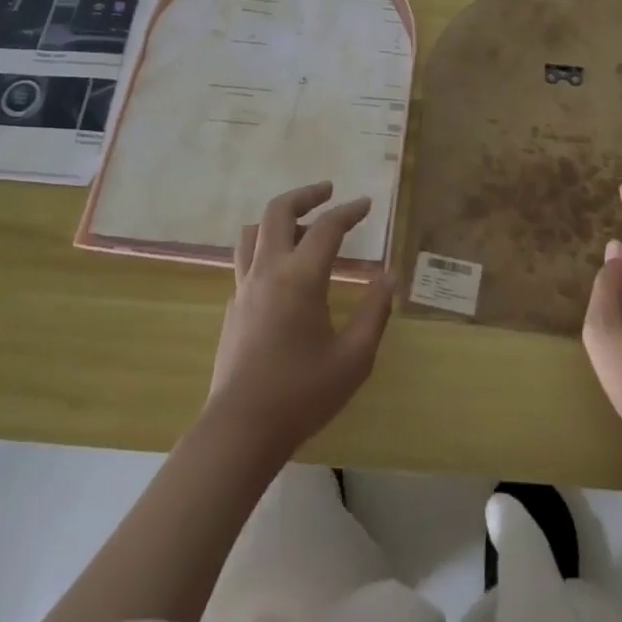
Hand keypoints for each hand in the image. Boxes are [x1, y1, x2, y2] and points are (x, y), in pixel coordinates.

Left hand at [205, 182, 396, 456]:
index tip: (366, 204)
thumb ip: (374, 312)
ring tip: (302, 226)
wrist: (240, 430)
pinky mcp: (232, 306)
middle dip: (305, 195)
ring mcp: (244, 287)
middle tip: (327, 191)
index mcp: (301, 277)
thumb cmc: (302, 394)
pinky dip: (265, 248)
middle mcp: (268, 270)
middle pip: (278, 211)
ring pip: (253, 231)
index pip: (327, 227)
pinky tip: (283, 272)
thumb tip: (389, 277)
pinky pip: (246, 259)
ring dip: (279, 218)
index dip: (349, 211)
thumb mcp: (354, 358)